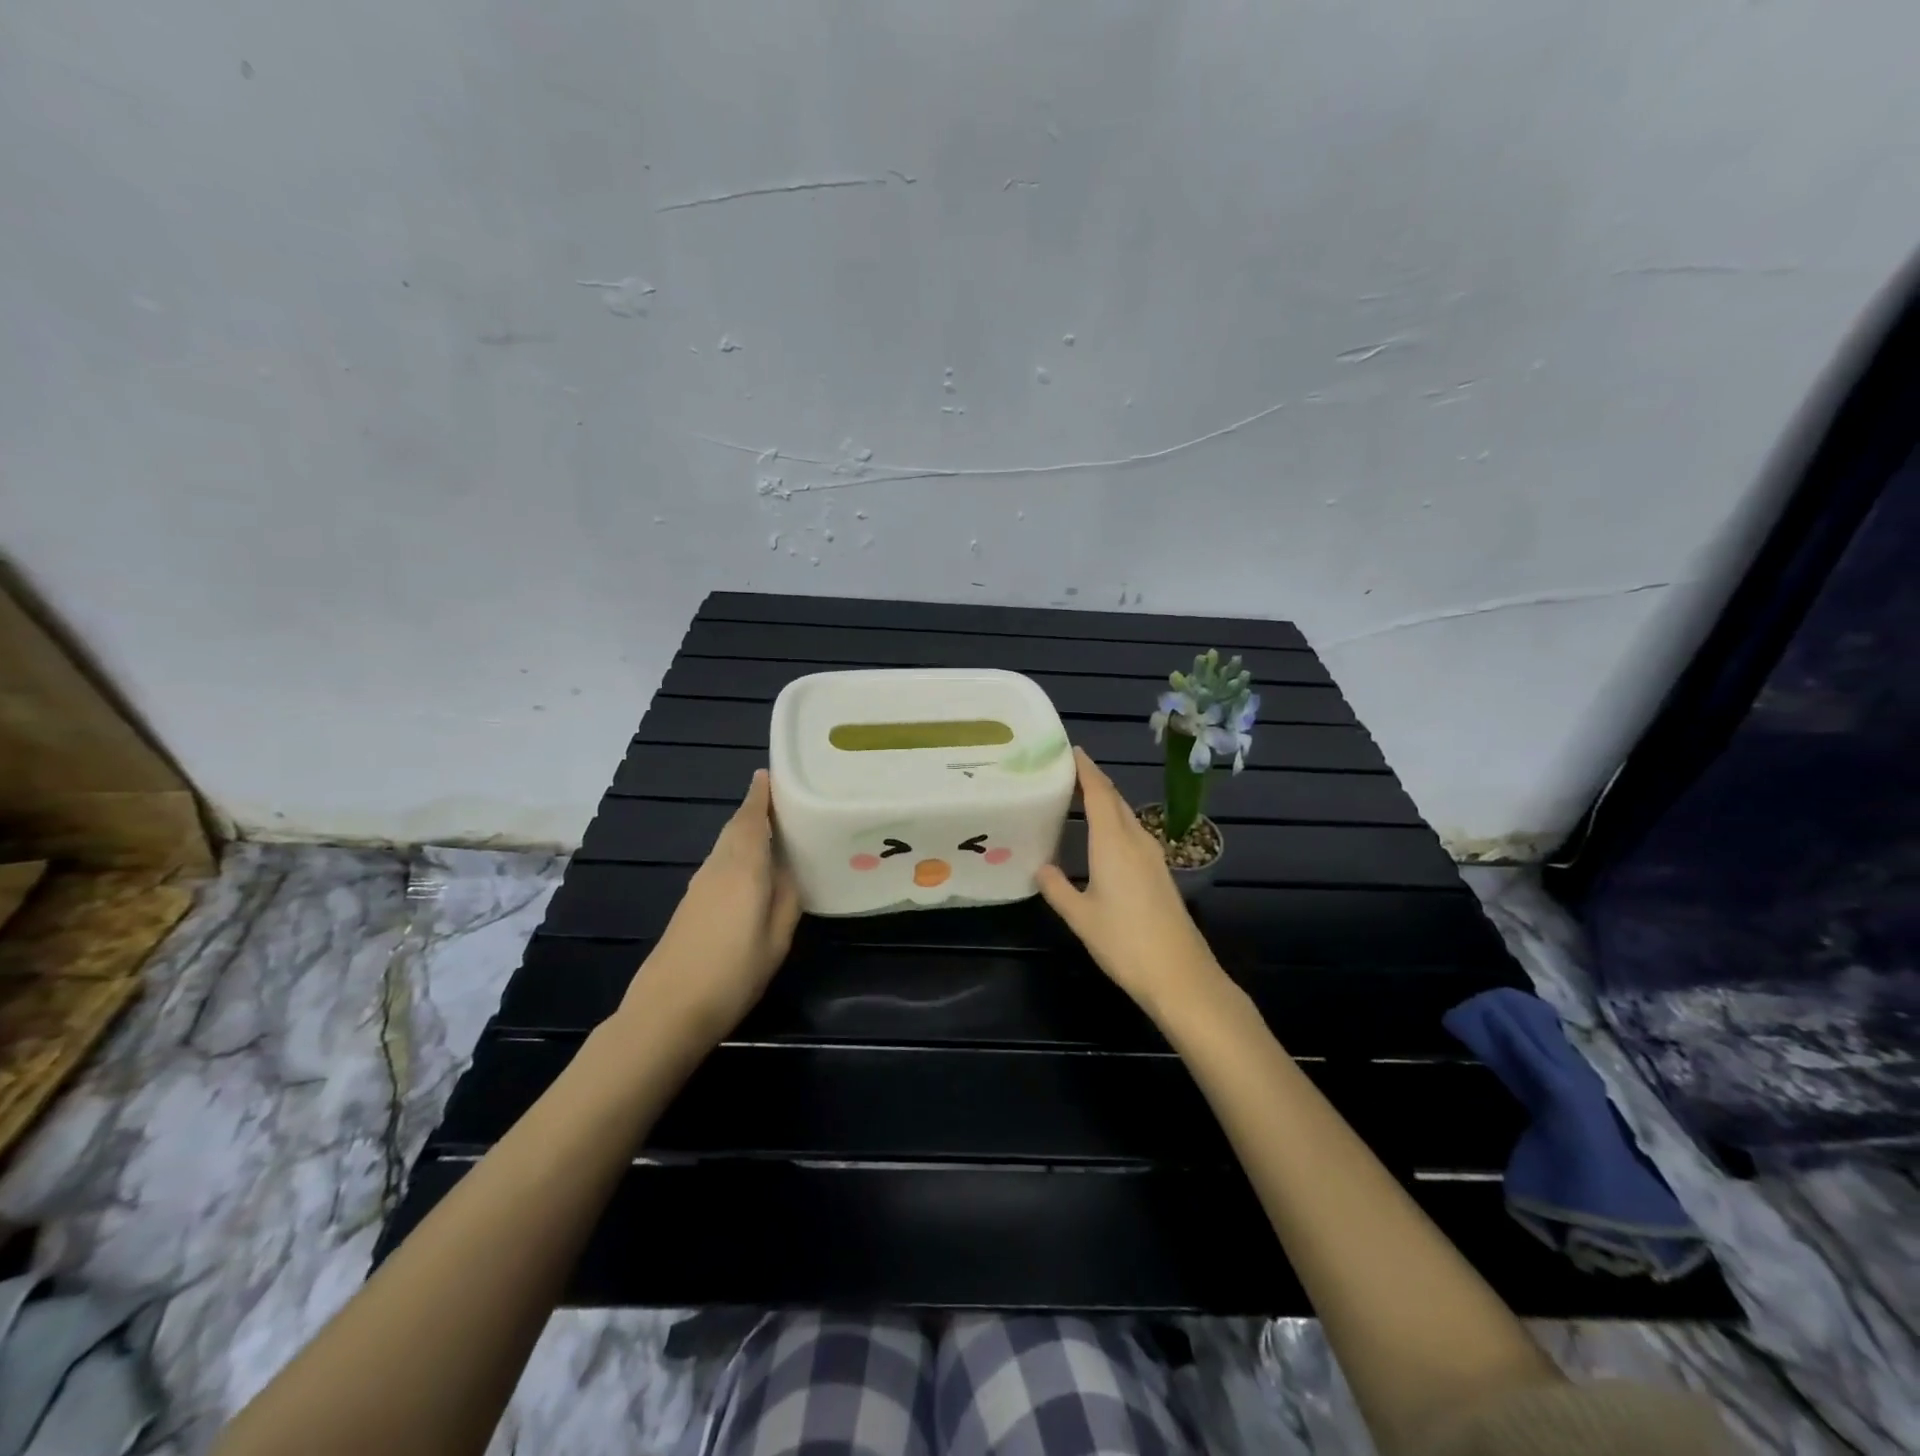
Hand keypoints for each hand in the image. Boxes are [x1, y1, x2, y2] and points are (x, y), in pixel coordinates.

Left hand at [619, 770, 801, 1043]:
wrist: (667, 1010)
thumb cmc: (732, 973)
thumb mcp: (776, 938)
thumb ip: (787, 898)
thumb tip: (789, 869)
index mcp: (742, 868)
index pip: (751, 818)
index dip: (761, 795)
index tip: (772, 773)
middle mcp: (717, 867)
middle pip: (736, 827)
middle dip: (756, 809)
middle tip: (784, 800)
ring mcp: (699, 885)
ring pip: (726, 845)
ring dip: (747, 830)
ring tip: (775, 829)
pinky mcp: (690, 904)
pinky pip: (720, 863)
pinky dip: (737, 852)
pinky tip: (752, 867)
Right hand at [1036, 748, 1230, 1016]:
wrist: (1180, 974)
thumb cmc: (1125, 942)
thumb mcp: (1081, 917)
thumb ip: (1057, 888)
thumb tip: (1040, 866)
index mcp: (1114, 843)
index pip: (1100, 793)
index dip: (1085, 769)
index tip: (1069, 750)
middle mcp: (1136, 840)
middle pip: (1115, 799)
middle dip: (1093, 781)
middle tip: (1065, 772)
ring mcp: (1152, 856)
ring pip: (1126, 816)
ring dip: (1105, 801)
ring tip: (1078, 798)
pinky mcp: (1159, 872)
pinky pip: (1133, 833)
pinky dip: (1114, 822)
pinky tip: (1102, 837)